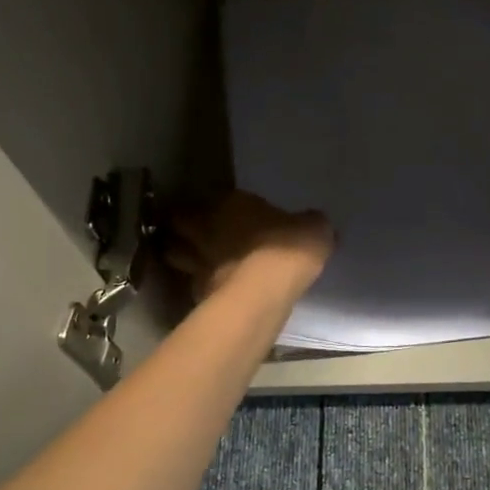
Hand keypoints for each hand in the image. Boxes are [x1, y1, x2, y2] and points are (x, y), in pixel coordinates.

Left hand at [166, 191, 334, 302]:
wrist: (266, 290)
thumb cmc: (289, 248)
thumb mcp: (314, 229)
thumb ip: (310, 225)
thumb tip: (314, 224)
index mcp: (232, 203)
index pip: (210, 197)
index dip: (212, 205)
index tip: (219, 211)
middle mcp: (207, 227)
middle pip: (180, 222)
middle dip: (182, 226)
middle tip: (193, 232)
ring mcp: (198, 260)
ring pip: (175, 253)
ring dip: (181, 254)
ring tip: (192, 260)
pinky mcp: (198, 292)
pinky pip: (192, 284)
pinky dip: (198, 286)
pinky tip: (210, 290)